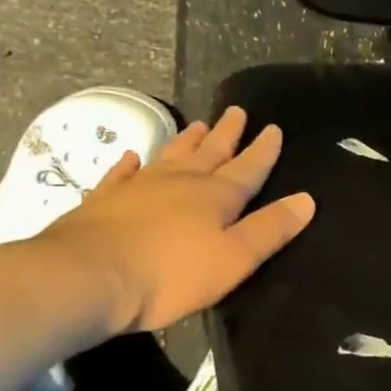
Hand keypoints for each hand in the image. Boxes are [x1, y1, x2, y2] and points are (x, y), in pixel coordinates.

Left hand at [35, 106, 313, 334]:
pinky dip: (130, 164)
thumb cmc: (171, 274)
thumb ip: (271, 228)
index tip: (273, 128)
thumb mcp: (235, 258)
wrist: (84, 279)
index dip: (263, 150)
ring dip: (188, 141)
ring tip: (199, 124)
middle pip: (210, 153)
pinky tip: (132, 157)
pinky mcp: (103, 202)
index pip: (248, 168)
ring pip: (170, 156)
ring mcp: (138, 188)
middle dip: (227, 134)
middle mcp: (181, 183)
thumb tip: (307, 199)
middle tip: (237, 111)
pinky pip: (121, 175)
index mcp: (216, 196)